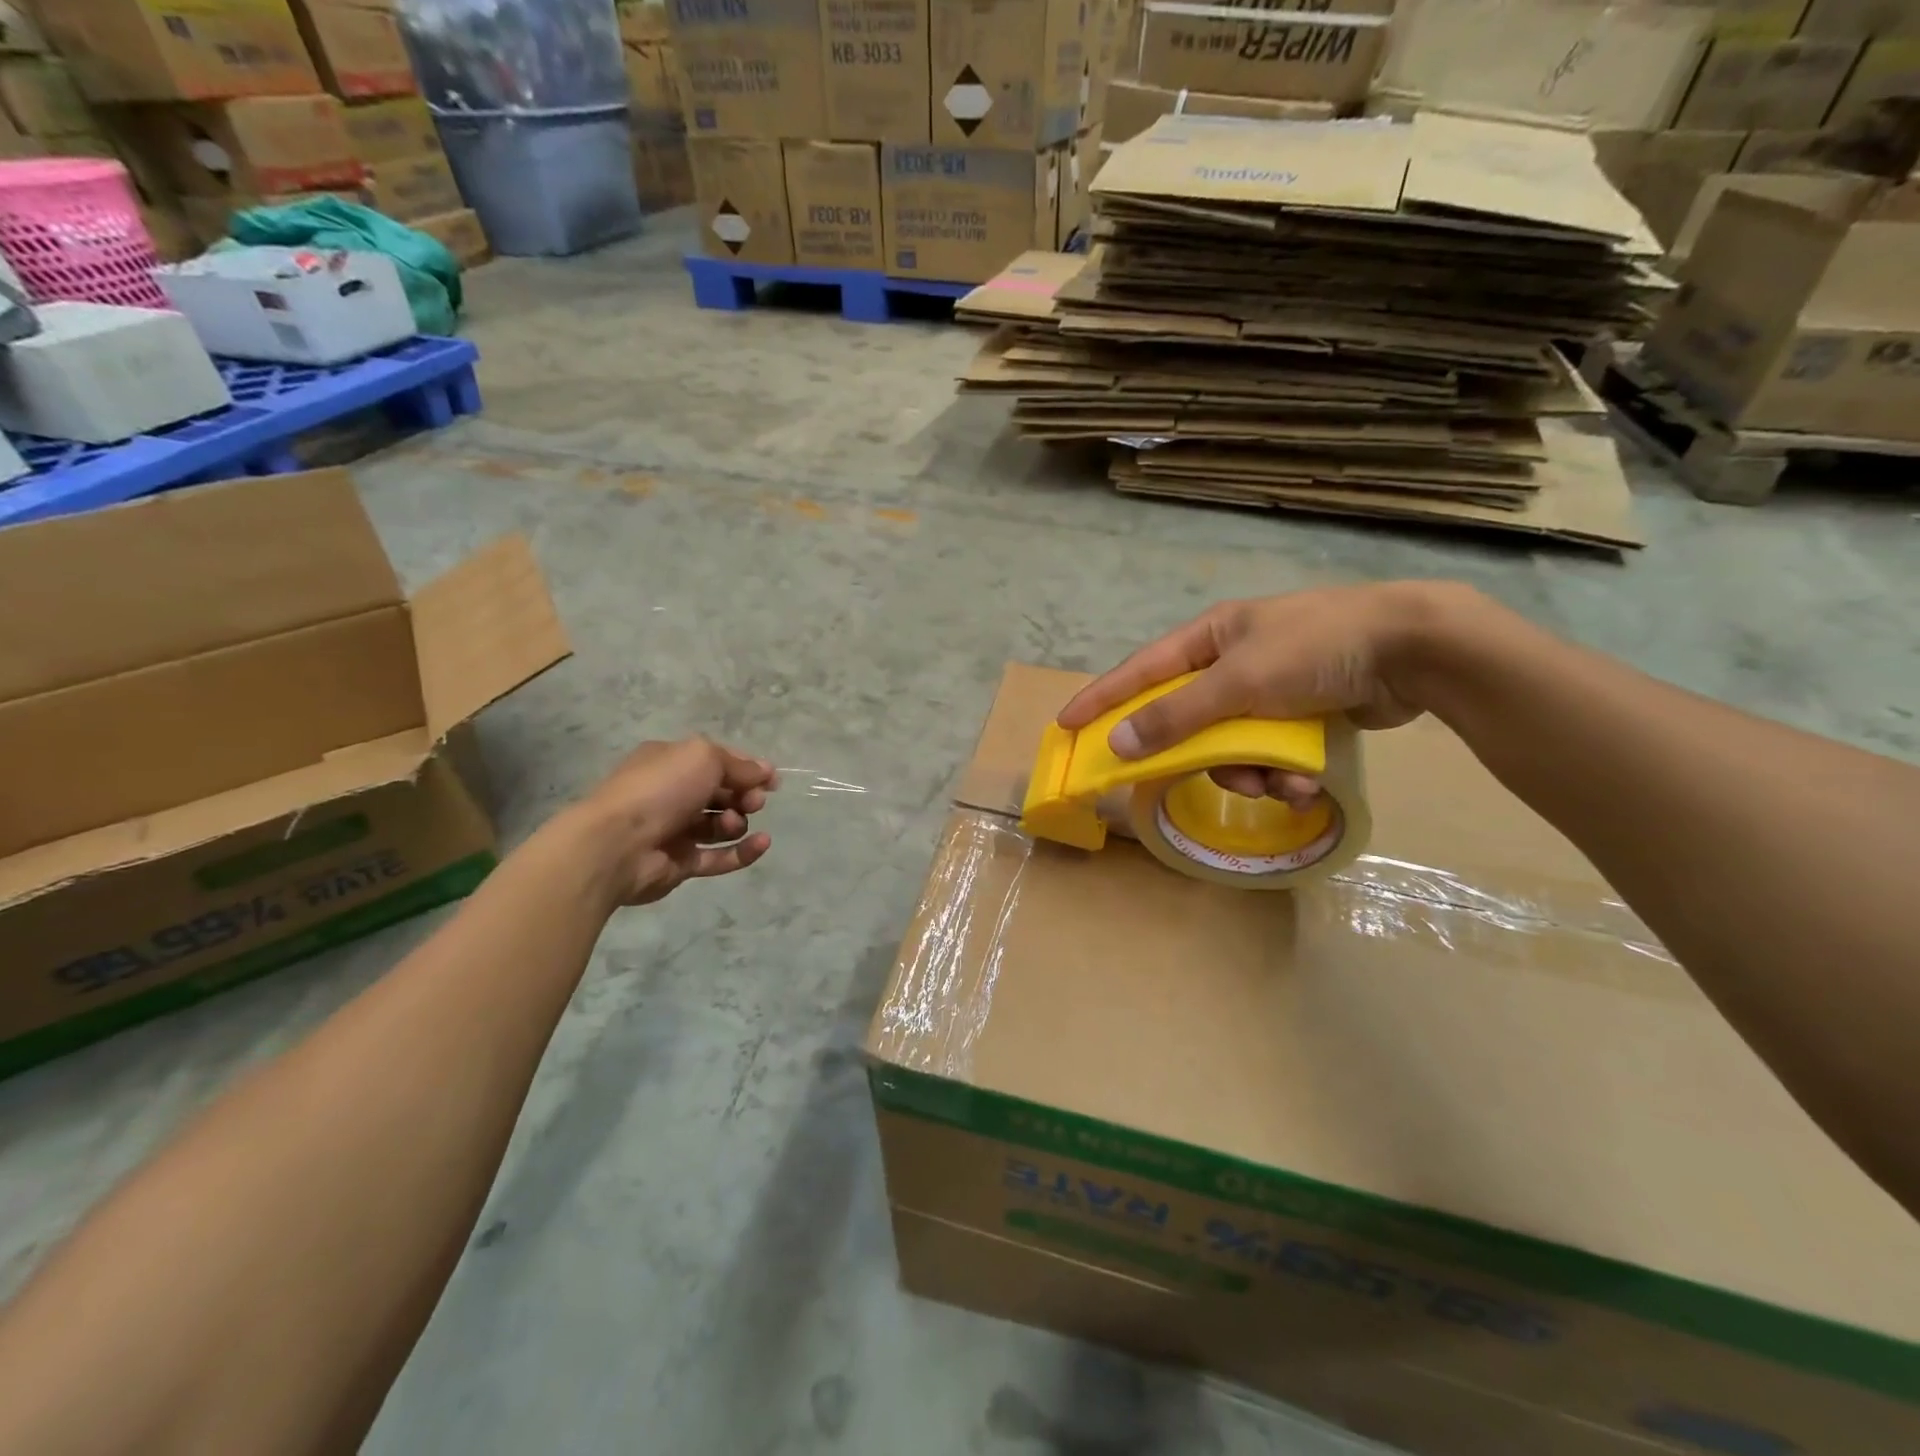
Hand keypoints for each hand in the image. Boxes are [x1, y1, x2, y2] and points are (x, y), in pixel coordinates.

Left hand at [574, 737, 777, 905]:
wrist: (616, 844)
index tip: (771, 780)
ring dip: (737, 821)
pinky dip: (743, 851)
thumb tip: (767, 771)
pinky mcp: (681, 864)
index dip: (747, 768)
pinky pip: (719, 857)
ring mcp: (676, 831)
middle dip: (744, 795)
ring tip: (732, 823)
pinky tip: (762, 843)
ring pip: (721, 825)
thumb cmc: (660, 789)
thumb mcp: (704, 757)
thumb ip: (740, 765)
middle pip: (722, 793)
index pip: (717, 761)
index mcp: (671, 762)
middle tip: (753, 801)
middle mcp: (672, 793)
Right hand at [1056, 584, 1455, 804]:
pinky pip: (1269, 753)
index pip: (1140, 671)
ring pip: (1231, 745)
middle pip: (1188, 719)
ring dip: (1250, 773)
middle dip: (1200, 756)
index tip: (1067, 725)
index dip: (1102, 698)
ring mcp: (1269, 688)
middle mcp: (1233, 660)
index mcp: (1211, 637)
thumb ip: (1177, 715)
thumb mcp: (1239, 681)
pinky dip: (1282, 773)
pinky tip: (1305, 784)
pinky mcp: (1301, 714)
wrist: (1415, 649)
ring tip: (1279, 785)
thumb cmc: (1316, 649)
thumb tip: (1117, 742)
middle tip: (1199, 778)